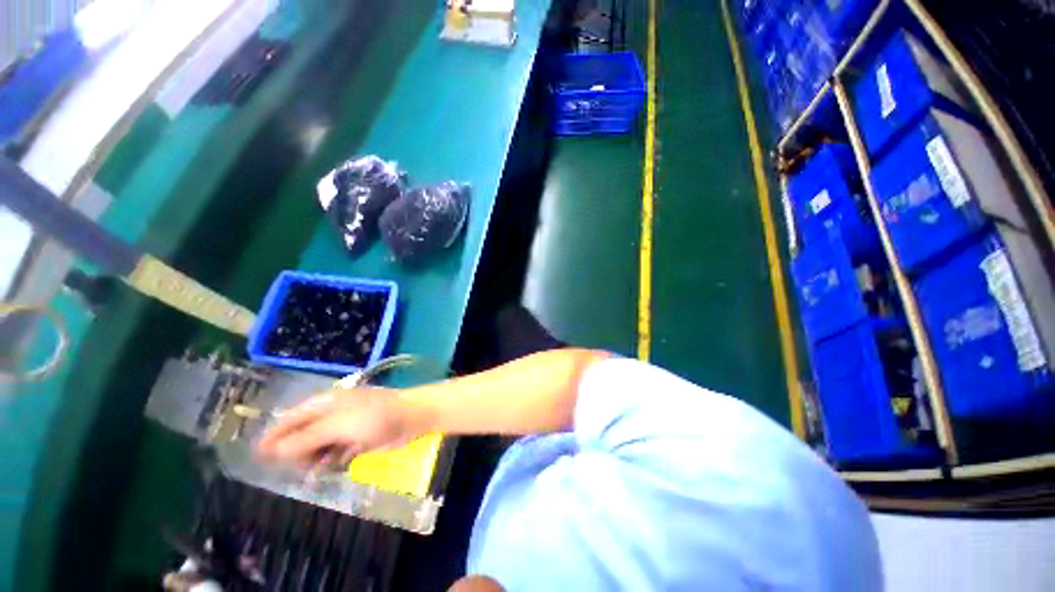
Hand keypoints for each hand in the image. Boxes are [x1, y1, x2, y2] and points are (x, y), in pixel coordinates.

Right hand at [256, 387, 418, 466]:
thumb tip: (272, 450)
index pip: (292, 418)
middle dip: (298, 452)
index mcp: (326, 403)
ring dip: (316, 460)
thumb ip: (306, 438)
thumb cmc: (375, 417)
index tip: (257, 456)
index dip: (275, 436)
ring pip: (320, 447)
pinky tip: (334, 468)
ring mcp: (348, 427)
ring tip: (318, 470)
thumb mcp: (338, 426)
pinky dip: (334, 462)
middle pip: (304, 435)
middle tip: (301, 466)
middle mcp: (334, 414)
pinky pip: (338, 453)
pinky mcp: (360, 440)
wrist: (413, 418)